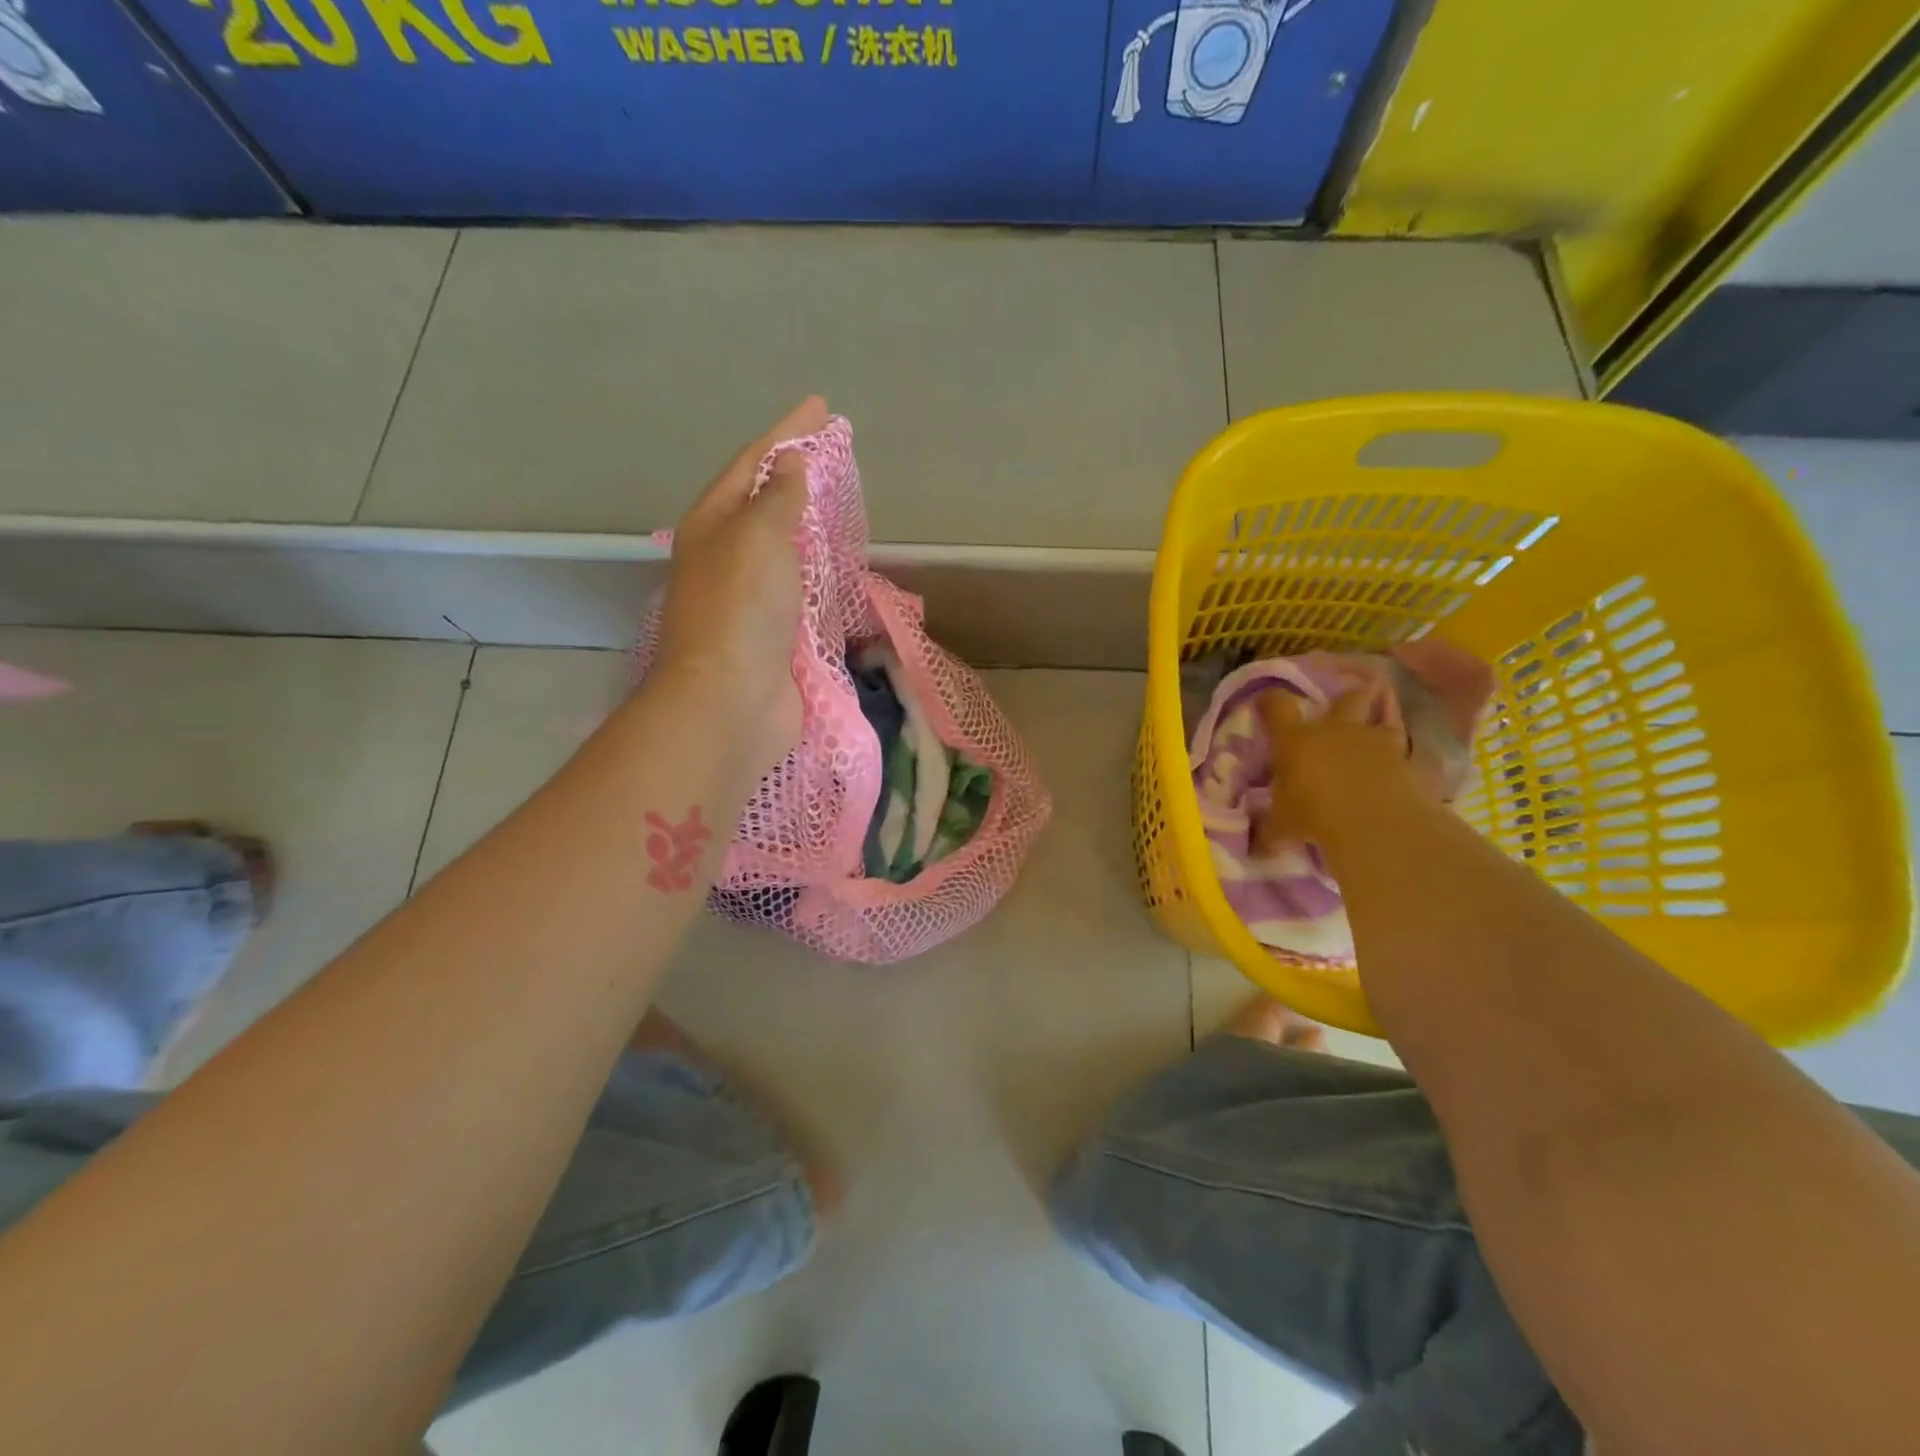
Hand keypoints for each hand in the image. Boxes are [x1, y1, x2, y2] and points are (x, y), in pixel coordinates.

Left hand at [654, 397, 828, 772]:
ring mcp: (749, 599)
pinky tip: (838, 567)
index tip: (820, 407)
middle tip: (832, 453)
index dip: (785, 433)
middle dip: (795, 476)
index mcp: (713, 525)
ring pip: (783, 550)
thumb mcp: (758, 537)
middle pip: (763, 504)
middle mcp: (725, 557)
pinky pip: (800, 591)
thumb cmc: (741, 609)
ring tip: (839, 503)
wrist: (731, 701)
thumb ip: (777, 499)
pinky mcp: (774, 635)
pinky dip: (819, 574)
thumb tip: (788, 464)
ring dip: (808, 525)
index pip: (751, 464)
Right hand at [1253, 682, 1423, 847]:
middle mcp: (1335, 730)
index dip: (1270, 702)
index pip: (1277, 706)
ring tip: (1372, 739)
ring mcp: (1373, 742)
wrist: (1376, 825)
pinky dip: (1397, 757)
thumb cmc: (1315, 816)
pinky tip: (1394, 770)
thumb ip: (1270, 828)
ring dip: (1376, 724)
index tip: (1265, 704)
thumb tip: (1257, 846)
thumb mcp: (1282, 826)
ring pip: (1381, 717)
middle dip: (1343, 699)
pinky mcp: (1405, 760)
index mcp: (1296, 739)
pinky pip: (1402, 750)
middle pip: (1344, 698)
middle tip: (1339, 711)